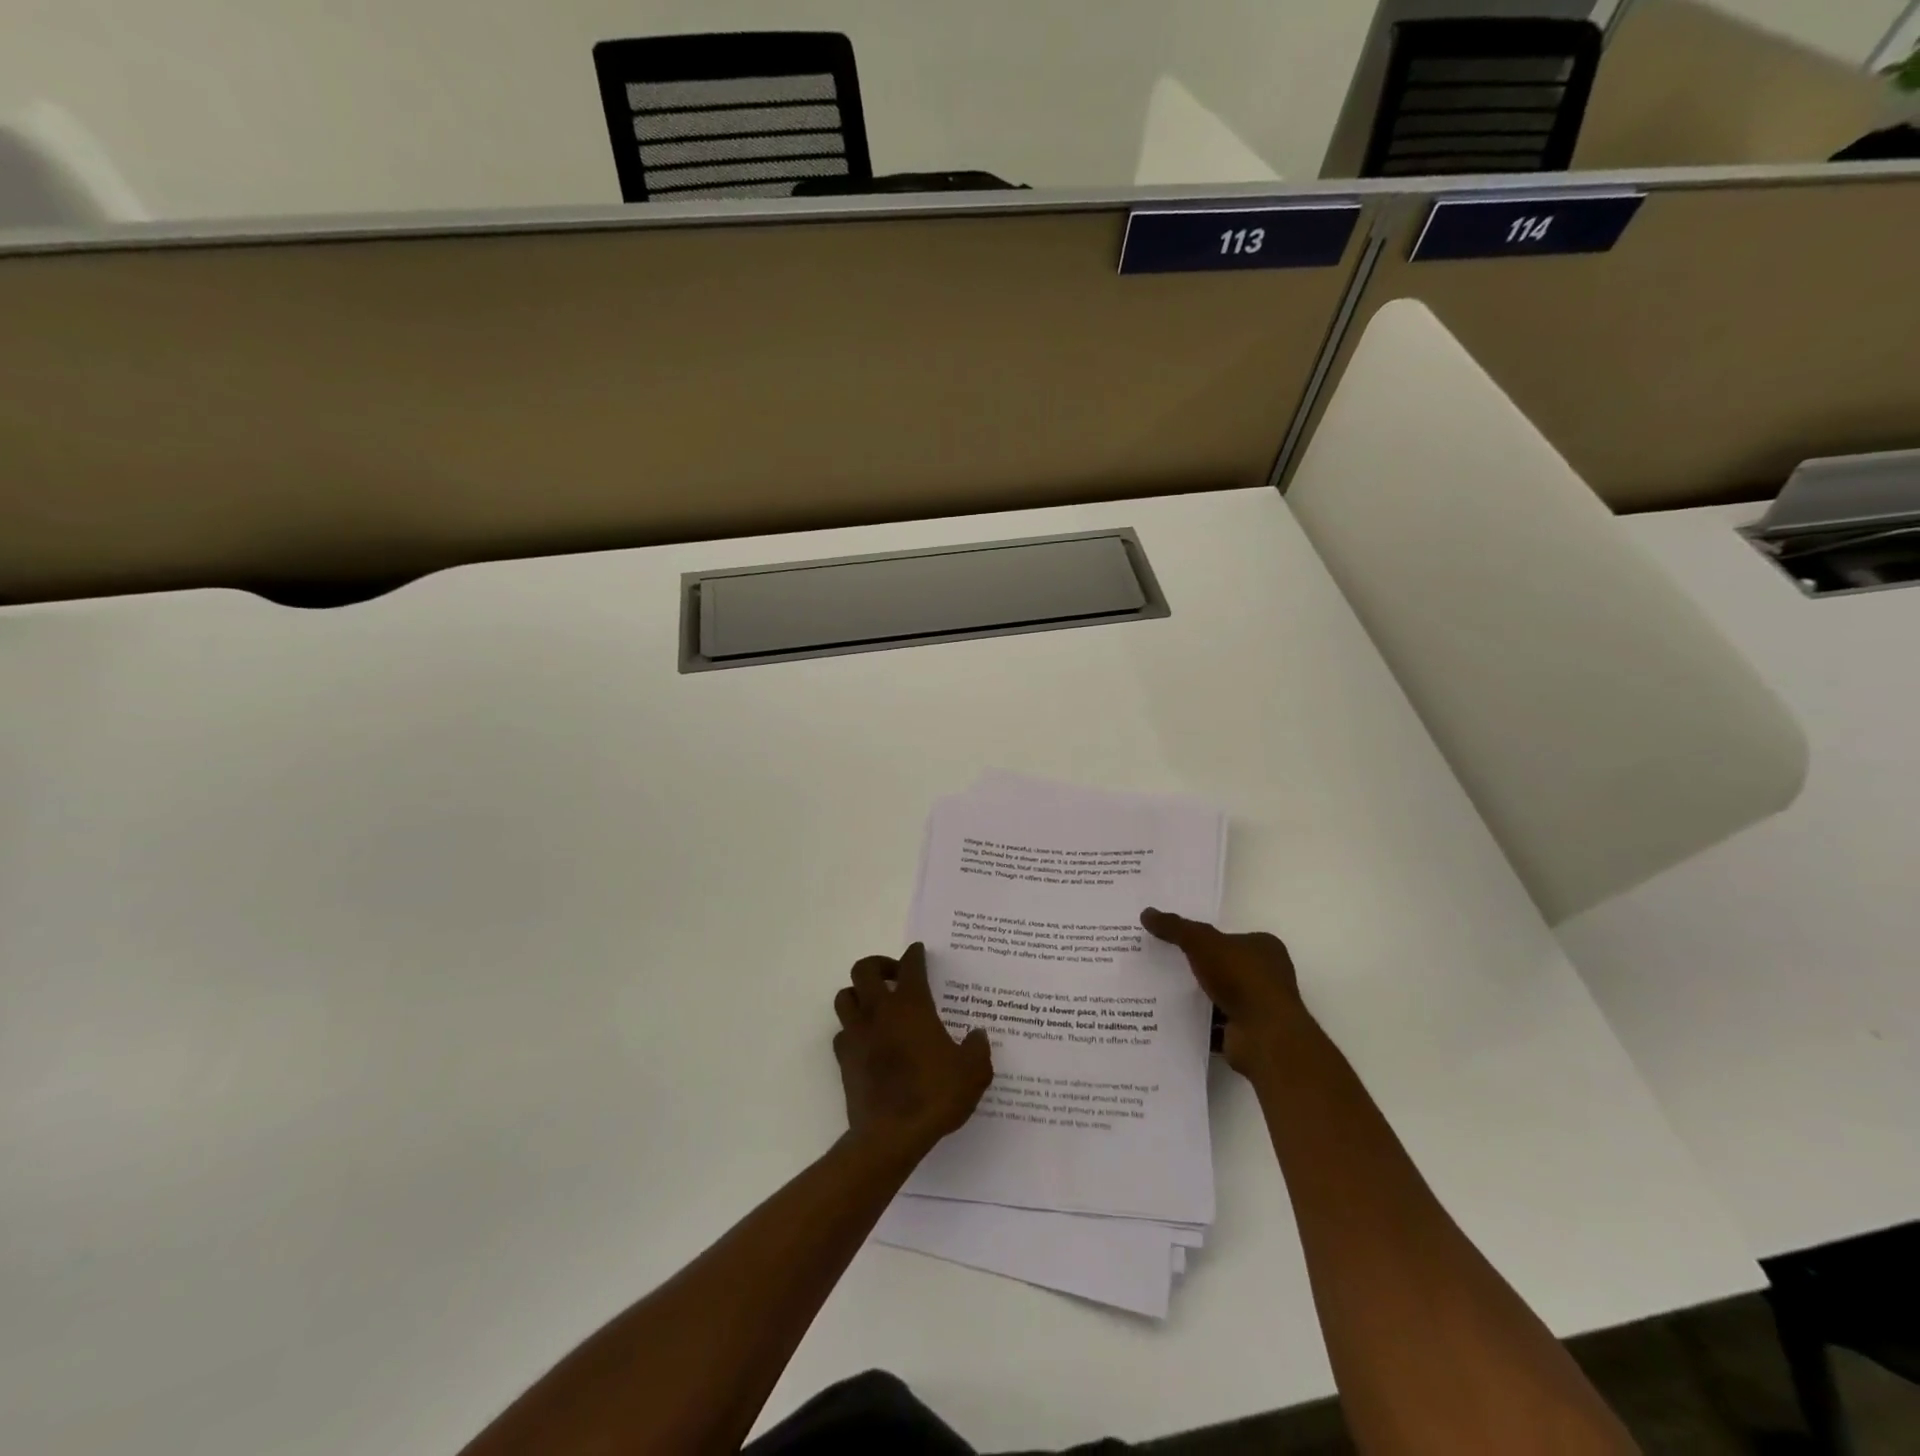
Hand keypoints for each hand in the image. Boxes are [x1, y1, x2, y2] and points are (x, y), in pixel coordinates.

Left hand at [832, 942, 992, 1160]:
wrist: (891, 1135)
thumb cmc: (934, 1095)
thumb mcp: (972, 1073)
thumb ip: (977, 1050)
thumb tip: (977, 1036)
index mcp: (911, 1005)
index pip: (910, 965)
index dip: (915, 955)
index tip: (918, 952)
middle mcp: (879, 1011)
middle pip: (864, 969)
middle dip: (879, 965)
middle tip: (894, 976)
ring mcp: (857, 1033)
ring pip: (845, 996)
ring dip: (858, 993)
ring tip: (875, 1004)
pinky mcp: (843, 1059)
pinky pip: (842, 1033)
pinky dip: (852, 1030)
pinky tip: (867, 1041)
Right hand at [1141, 909, 1304, 1073]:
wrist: (1264, 1035)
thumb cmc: (1241, 978)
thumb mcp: (1202, 942)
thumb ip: (1175, 927)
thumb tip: (1146, 913)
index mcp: (1264, 948)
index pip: (1231, 937)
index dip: (1205, 938)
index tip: (1176, 940)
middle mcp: (1267, 975)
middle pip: (1224, 966)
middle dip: (1197, 967)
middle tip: (1162, 963)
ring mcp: (1259, 1006)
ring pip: (1220, 995)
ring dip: (1197, 996)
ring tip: (1160, 990)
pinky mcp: (1249, 1033)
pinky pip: (1216, 1023)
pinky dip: (1198, 1022)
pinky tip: (1172, 1018)